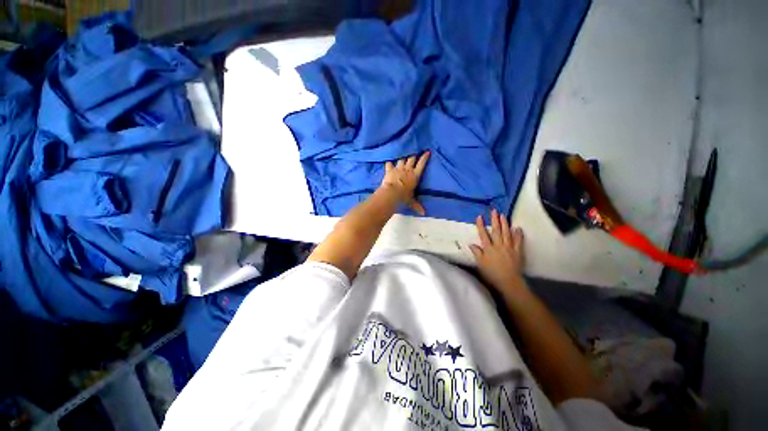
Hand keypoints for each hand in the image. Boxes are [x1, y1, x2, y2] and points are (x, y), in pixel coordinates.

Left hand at [381, 152, 430, 214]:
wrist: (392, 193)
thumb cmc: (404, 197)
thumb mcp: (411, 201)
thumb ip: (417, 206)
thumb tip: (423, 214)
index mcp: (415, 176)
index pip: (421, 164)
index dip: (424, 157)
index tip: (427, 151)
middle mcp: (407, 170)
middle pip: (411, 158)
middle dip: (413, 154)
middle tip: (414, 150)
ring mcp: (398, 169)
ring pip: (401, 159)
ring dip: (402, 157)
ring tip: (403, 153)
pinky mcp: (389, 170)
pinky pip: (389, 163)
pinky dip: (389, 162)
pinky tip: (389, 160)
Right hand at [470, 209, 526, 294]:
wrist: (509, 281)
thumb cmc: (492, 273)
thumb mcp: (481, 264)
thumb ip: (477, 253)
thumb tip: (471, 244)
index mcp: (488, 248)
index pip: (483, 234)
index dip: (481, 225)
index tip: (479, 216)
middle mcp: (498, 245)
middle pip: (496, 231)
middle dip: (494, 220)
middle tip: (494, 211)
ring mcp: (509, 248)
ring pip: (507, 233)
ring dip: (505, 223)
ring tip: (503, 215)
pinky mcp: (518, 251)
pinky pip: (518, 241)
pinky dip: (518, 234)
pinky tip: (518, 228)